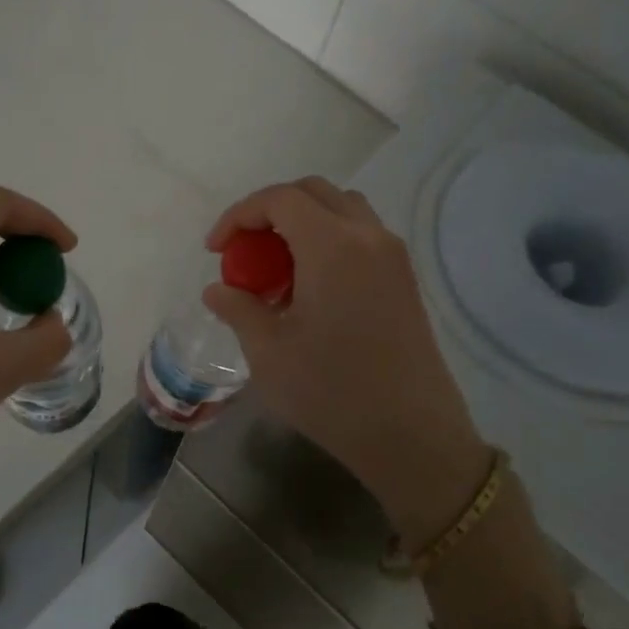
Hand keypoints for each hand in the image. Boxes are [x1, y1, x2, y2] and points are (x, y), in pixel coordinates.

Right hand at [203, 177, 490, 541]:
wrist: (412, 436)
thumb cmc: (332, 392)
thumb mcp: (268, 353)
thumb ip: (238, 309)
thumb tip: (216, 290)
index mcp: (332, 246)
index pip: (280, 199)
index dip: (239, 215)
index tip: (216, 250)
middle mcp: (368, 237)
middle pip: (313, 192)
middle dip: (270, 211)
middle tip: (244, 250)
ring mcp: (393, 257)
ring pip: (342, 209)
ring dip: (302, 222)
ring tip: (277, 268)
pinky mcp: (405, 279)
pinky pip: (361, 235)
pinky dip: (328, 240)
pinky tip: (309, 288)